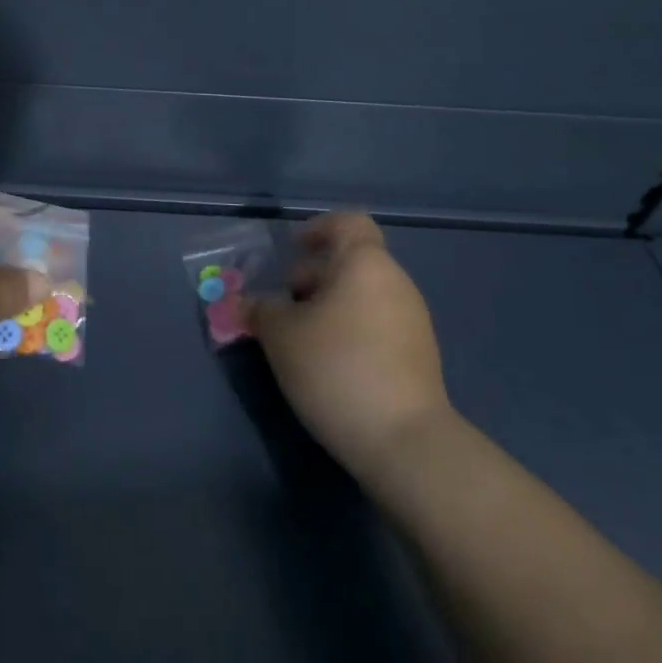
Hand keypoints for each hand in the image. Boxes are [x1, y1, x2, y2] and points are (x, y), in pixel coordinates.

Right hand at [248, 213, 452, 481]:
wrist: (404, 440)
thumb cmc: (336, 368)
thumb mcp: (281, 335)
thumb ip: (259, 309)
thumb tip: (244, 302)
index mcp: (365, 264)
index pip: (348, 222)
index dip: (317, 228)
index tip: (291, 250)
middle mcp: (395, 283)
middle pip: (351, 262)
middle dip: (311, 277)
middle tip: (280, 305)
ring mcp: (412, 320)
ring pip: (361, 296)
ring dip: (327, 307)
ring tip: (297, 340)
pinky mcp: (417, 355)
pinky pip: (375, 324)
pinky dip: (348, 330)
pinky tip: (326, 364)